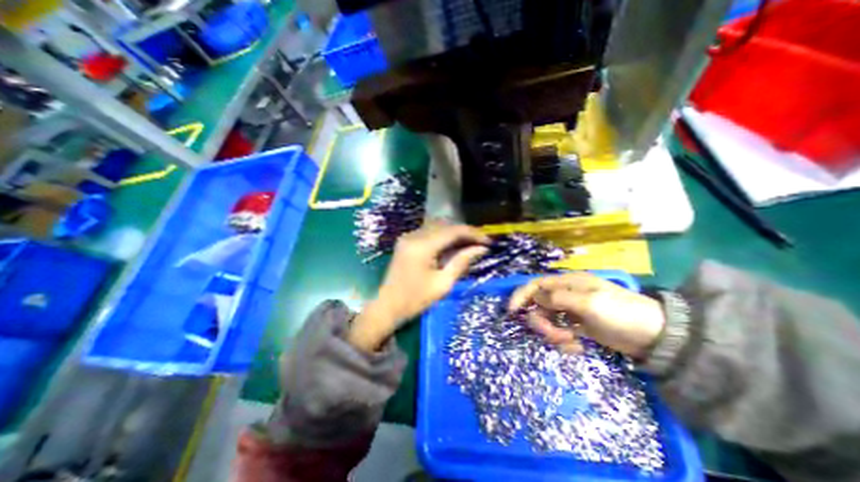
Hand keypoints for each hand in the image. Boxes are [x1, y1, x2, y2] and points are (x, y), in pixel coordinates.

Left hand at [345, 225, 486, 350]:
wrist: (387, 306)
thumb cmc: (415, 300)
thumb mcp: (443, 284)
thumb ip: (461, 262)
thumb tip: (481, 249)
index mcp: (422, 246)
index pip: (453, 231)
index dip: (473, 233)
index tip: (488, 241)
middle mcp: (414, 235)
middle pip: (445, 225)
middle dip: (465, 232)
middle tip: (481, 243)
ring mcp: (408, 237)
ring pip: (437, 226)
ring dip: (455, 233)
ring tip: (470, 244)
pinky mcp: (406, 241)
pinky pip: (429, 232)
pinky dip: (443, 236)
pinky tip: (453, 245)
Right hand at [506, 271, 667, 357]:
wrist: (656, 337)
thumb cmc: (621, 313)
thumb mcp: (590, 303)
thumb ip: (560, 298)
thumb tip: (536, 297)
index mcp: (567, 284)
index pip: (536, 285)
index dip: (521, 295)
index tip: (511, 311)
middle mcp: (566, 296)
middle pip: (539, 306)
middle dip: (542, 323)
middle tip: (555, 336)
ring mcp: (571, 312)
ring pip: (548, 321)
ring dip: (554, 335)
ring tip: (571, 343)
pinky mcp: (578, 328)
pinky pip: (560, 334)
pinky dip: (564, 343)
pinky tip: (578, 347)